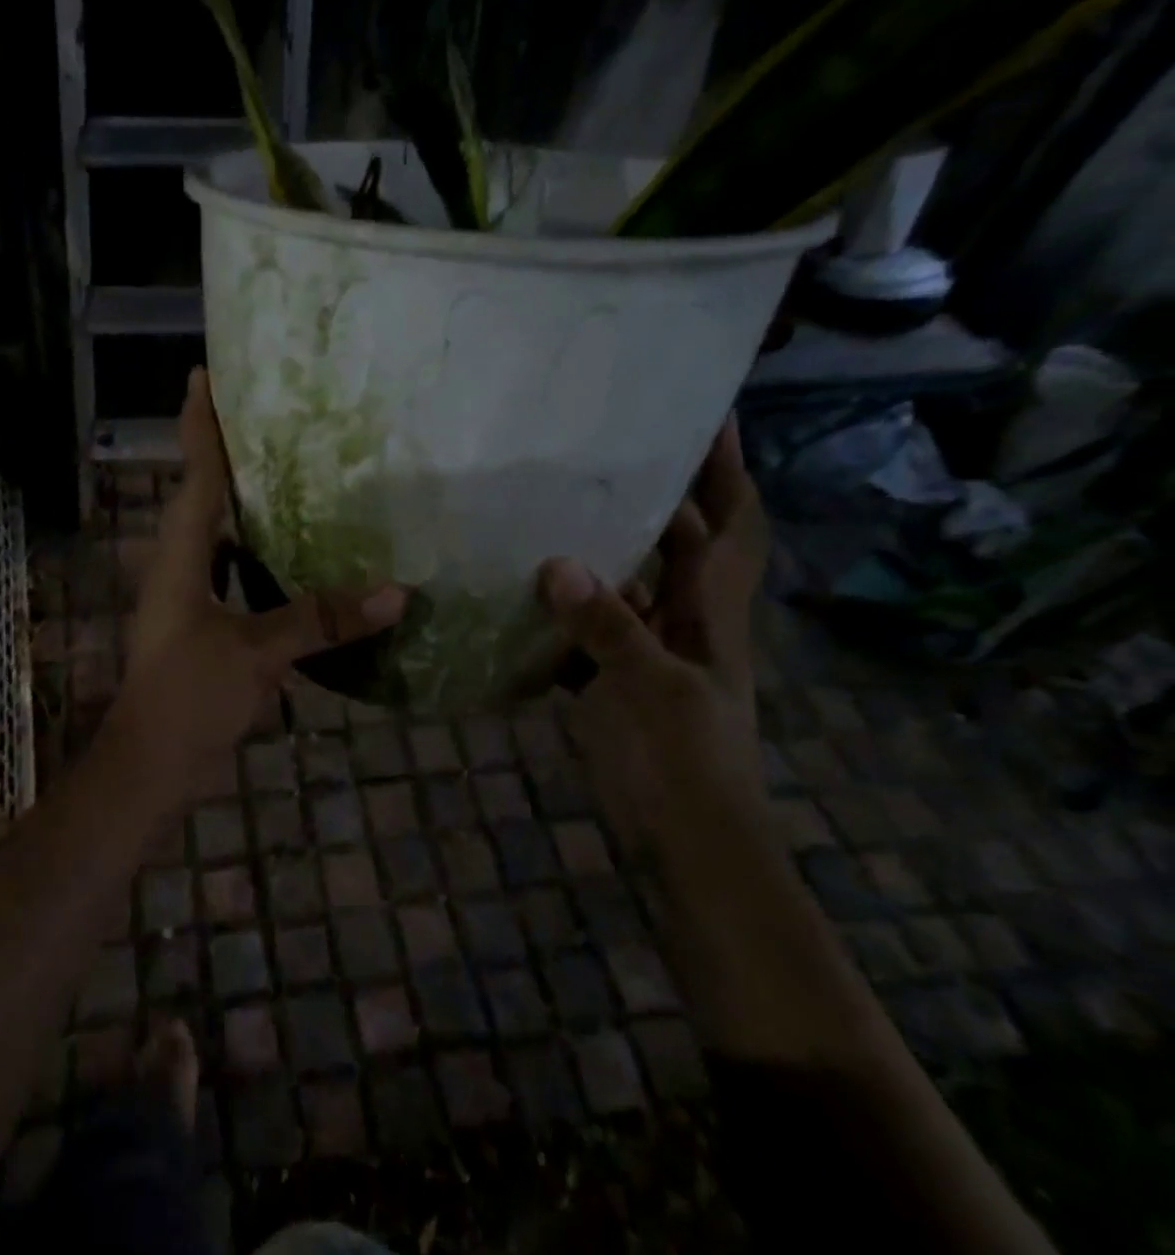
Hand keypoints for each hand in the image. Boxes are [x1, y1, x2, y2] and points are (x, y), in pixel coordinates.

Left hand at [106, 369, 406, 780]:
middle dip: (229, 454)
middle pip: (204, 495)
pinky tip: (298, 554)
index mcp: (180, 557)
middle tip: (270, 416)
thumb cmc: (189, 696)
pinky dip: (260, 555)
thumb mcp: (257, 653)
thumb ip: (321, 620)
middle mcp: (179, 566)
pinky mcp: (202, 625)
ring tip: (292, 473)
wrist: (152, 763)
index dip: (200, 423)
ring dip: (246, 504)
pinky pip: (233, 572)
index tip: (204, 375)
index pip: (195, 474)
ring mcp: (188, 597)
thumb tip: (397, 592)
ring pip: (218, 535)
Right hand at [537, 417, 769, 874]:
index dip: (727, 470)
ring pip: (627, 581)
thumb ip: (608, 627)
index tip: (711, 415)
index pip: (732, 525)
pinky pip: (588, 625)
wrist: (688, 839)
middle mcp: (684, 619)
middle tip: (608, 447)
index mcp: (711, 612)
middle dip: (657, 492)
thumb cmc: (687, 762)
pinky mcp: (613, 677)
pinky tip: (522, 589)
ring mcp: (647, 649)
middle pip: (678, 542)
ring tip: (556, 503)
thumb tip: (555, 563)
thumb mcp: (653, 690)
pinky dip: (562, 606)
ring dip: (602, 546)